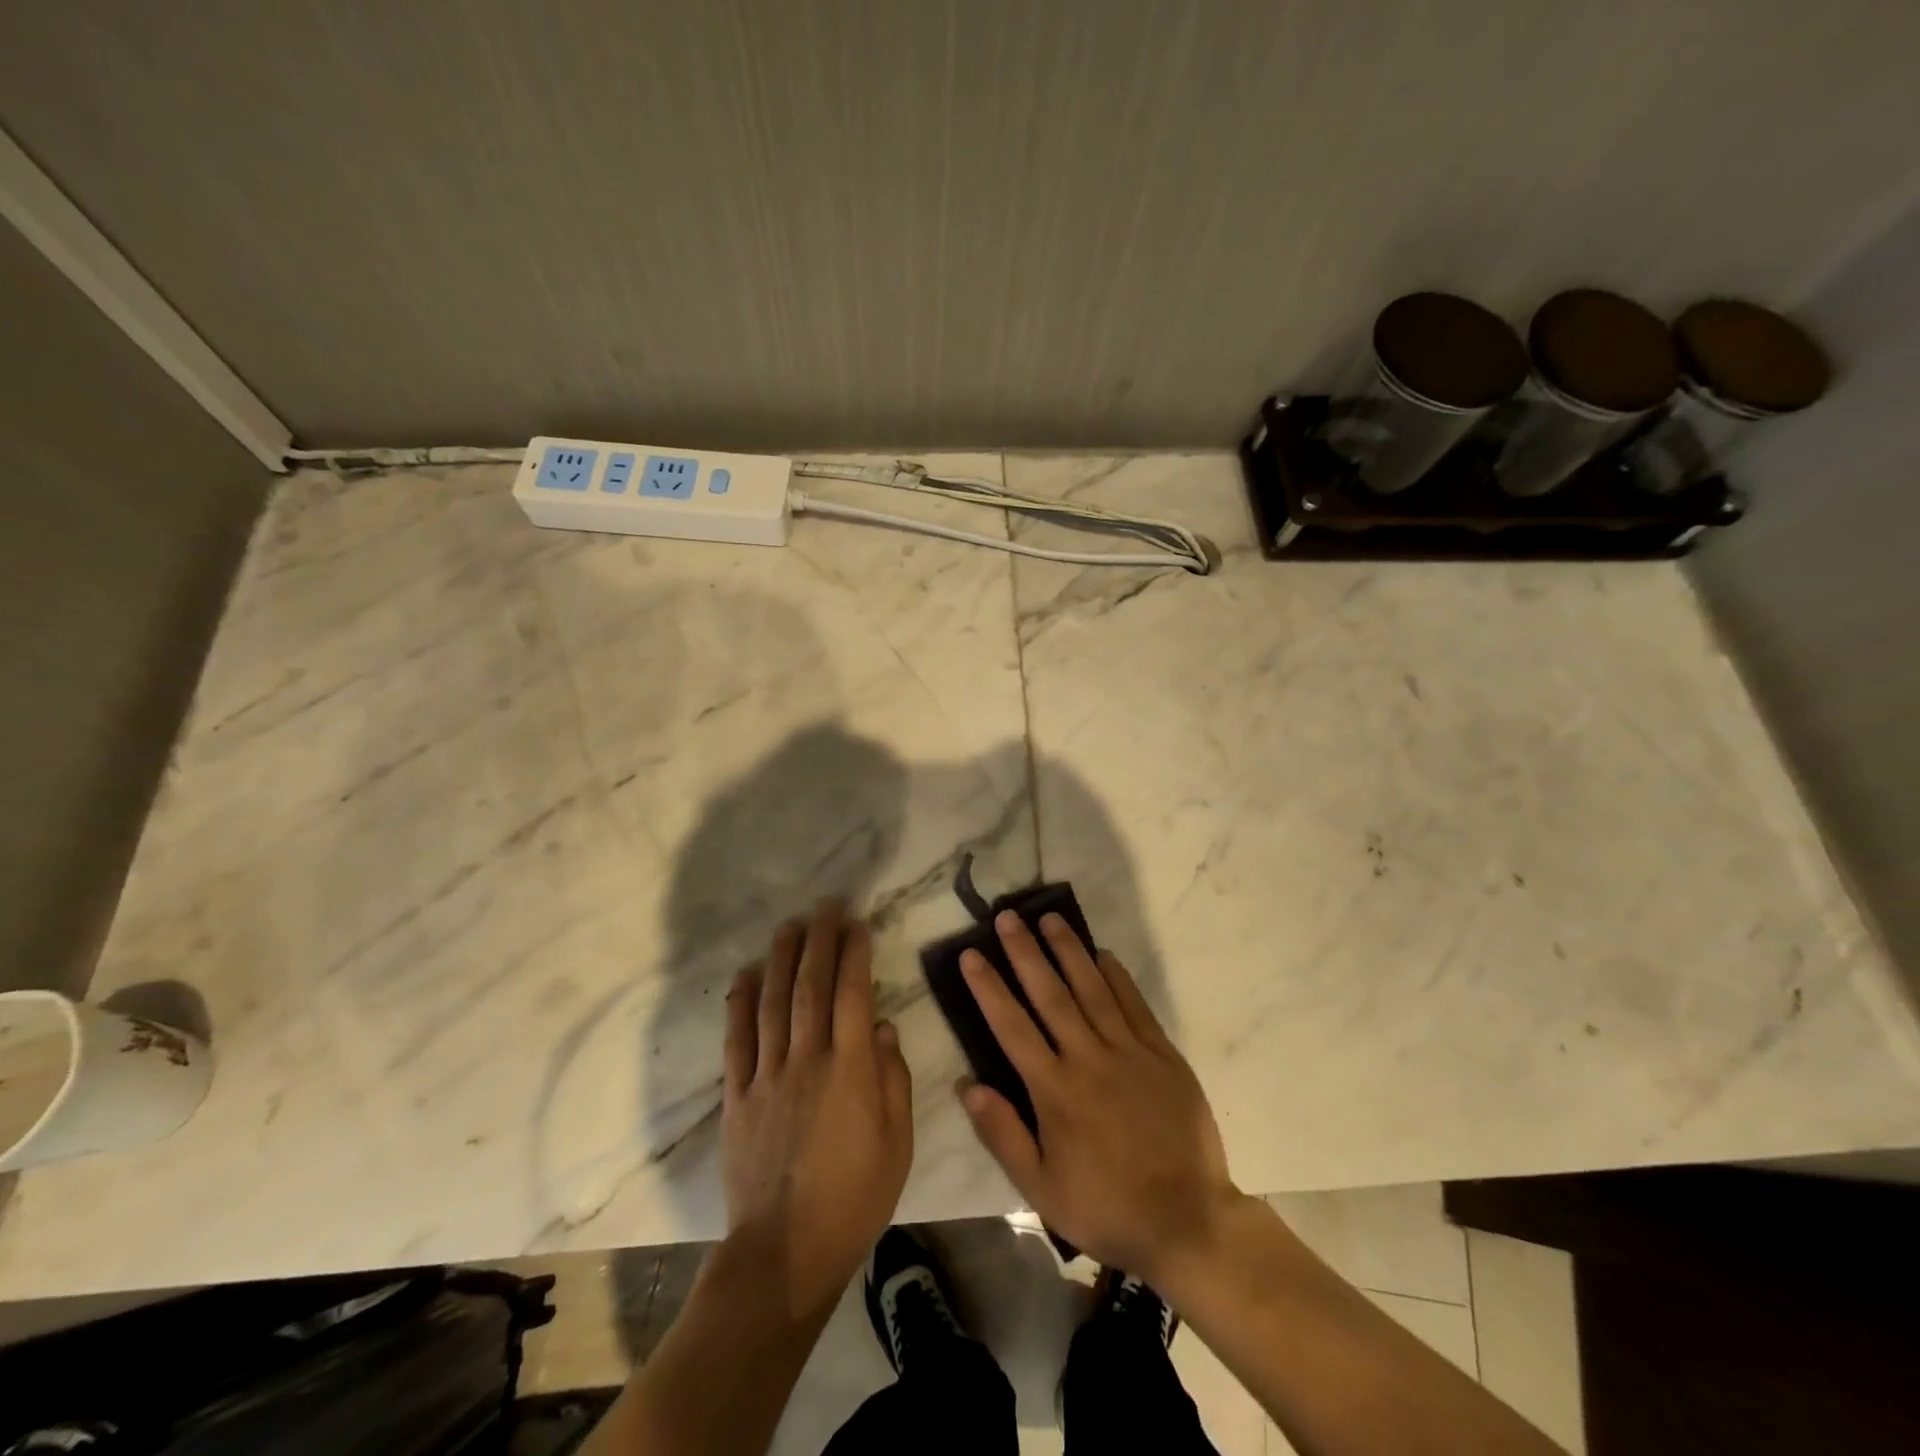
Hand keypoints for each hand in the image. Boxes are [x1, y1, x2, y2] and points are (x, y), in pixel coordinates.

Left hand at [721, 901, 913, 1318]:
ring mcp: (767, 1076)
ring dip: (780, 959)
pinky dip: (739, 1003)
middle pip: (811, 987)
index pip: (853, 995)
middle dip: (818, 941)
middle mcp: (807, 1059)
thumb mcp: (897, 1142)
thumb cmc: (855, 1197)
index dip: (855, 954)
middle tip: (824, 906)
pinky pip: (736, 1040)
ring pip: (772, 1003)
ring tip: (788, 926)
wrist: (786, 1251)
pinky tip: (745, 975)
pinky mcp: (737, 1097)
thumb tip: (883, 1027)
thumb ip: (893, 1079)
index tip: (858, 924)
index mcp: (851, 1069)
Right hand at [957, 911, 1241, 1285]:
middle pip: (1051, 995)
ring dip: (1069, 951)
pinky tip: (1103, 954)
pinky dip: (1117, 977)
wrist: (1187, 1222)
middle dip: (1026, 953)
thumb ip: (1003, 1134)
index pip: (1012, 1027)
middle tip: (1008, 916)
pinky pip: (1135, 1005)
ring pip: (1093, 989)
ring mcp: (1129, 1052)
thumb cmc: (1106, 1208)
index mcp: (1055, 1091)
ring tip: (1050, 918)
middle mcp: (1089, 1059)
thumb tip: (968, 1085)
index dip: (989, 988)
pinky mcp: (1162, 1055)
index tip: (971, 955)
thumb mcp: (1041, 1189)